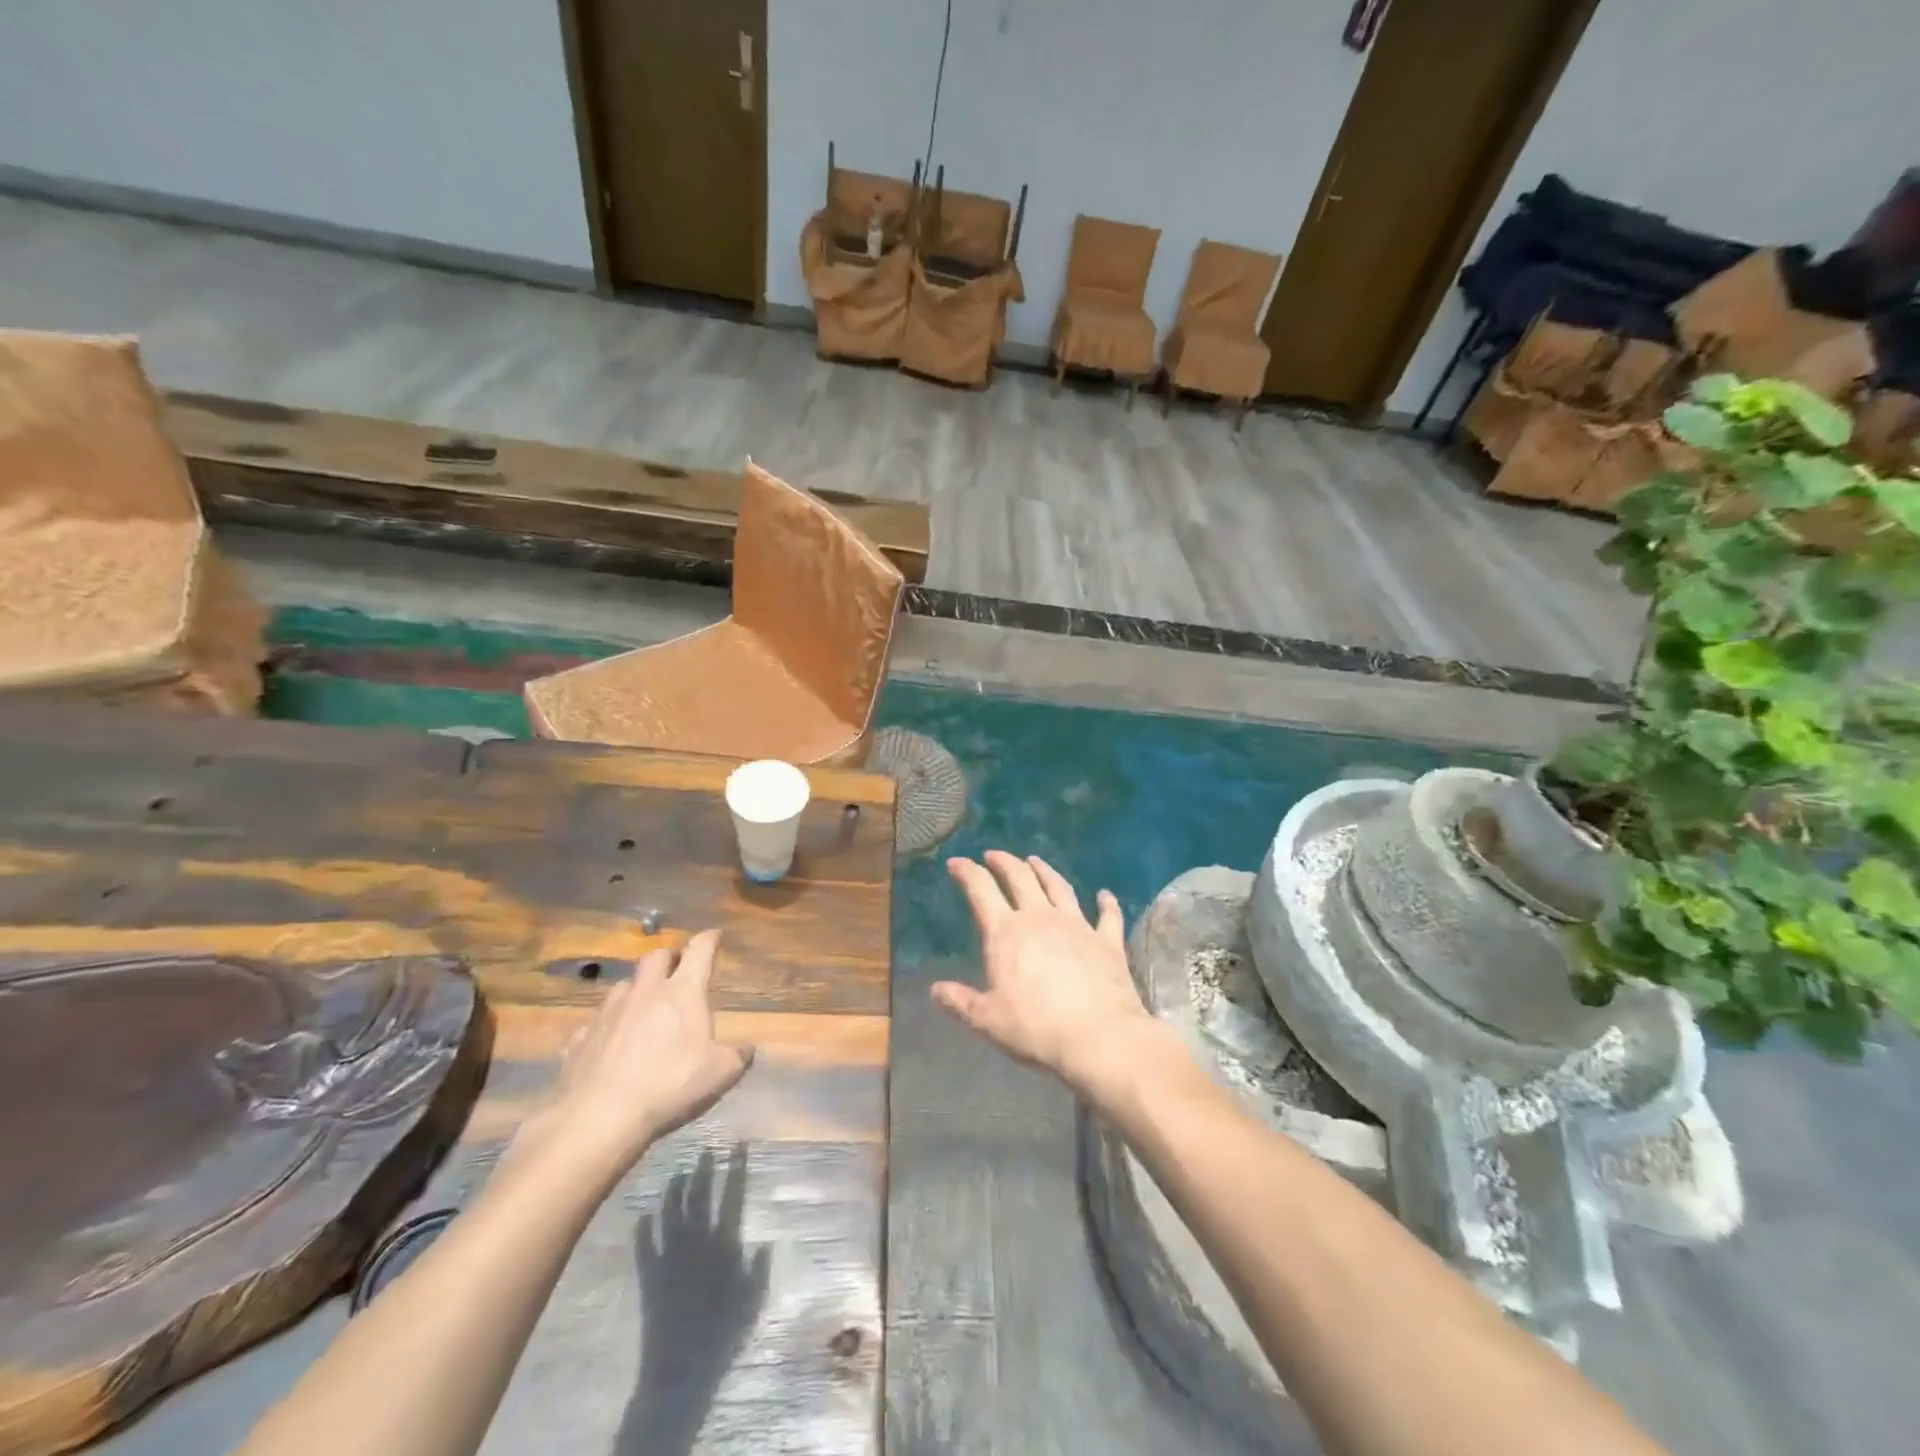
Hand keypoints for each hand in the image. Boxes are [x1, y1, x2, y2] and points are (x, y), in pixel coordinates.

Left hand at [519, 931, 753, 1181]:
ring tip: (643, 1006)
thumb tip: (748, 1049)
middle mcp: (644, 993)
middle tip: (677, 968)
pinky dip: (607, 1027)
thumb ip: (738, 1057)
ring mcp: (608, 1013)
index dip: (708, 939)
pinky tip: (609, 1044)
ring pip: (624, 986)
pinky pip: (596, 1023)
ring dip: (637, 989)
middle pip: (656, 957)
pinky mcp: (579, 1039)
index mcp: (682, 993)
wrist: (599, 1117)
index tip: (714, 935)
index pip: (699, 951)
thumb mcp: (720, 1074)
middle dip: (669, 957)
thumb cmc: (670, 1086)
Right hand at [934, 852, 1163, 1096]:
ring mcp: (1078, 925)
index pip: (981, 890)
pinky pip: (1107, 915)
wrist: (1100, 1037)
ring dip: (1045, 871)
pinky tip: (1105, 894)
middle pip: (1020, 878)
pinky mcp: (1107, 941)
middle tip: (993, 855)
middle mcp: (1040, 918)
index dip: (967, 872)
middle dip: (1004, 862)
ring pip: (1058, 887)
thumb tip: (935, 990)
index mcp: (1006, 932)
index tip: (956, 862)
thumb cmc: (1036, 1029)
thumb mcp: (988, 1020)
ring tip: (1035, 860)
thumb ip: (960, 1002)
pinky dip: (1106, 902)